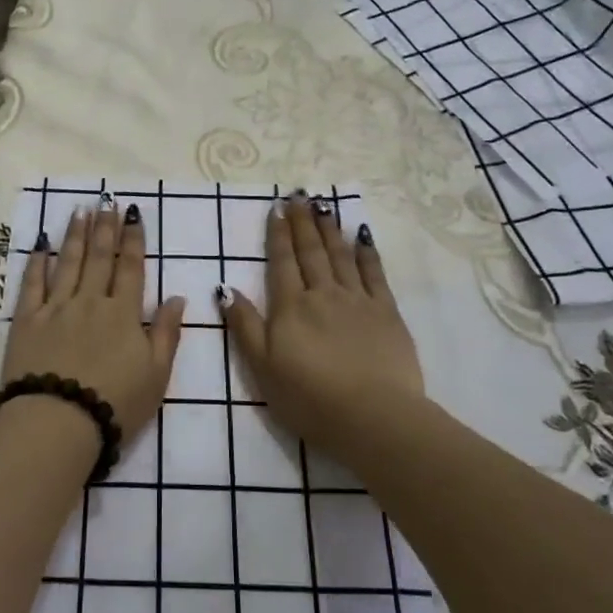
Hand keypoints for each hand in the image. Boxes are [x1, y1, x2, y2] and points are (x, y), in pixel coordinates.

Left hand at [2, 199, 185, 441]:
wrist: (58, 422)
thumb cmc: (116, 404)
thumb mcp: (157, 375)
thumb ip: (167, 333)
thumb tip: (177, 297)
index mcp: (124, 313)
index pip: (131, 268)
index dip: (133, 240)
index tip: (132, 214)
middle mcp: (90, 301)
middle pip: (98, 258)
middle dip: (104, 228)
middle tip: (105, 202)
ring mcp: (56, 308)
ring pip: (67, 263)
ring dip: (75, 235)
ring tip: (80, 211)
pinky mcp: (27, 321)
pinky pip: (33, 284)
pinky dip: (38, 262)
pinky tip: (42, 245)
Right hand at [220, 195, 423, 457]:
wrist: (373, 417)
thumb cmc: (309, 399)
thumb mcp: (263, 368)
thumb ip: (245, 326)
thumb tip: (225, 289)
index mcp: (291, 308)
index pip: (281, 262)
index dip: (278, 234)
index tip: (277, 208)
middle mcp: (323, 294)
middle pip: (310, 251)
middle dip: (303, 222)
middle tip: (299, 195)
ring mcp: (358, 301)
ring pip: (340, 256)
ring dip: (330, 229)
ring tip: (324, 206)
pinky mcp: (387, 313)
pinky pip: (374, 274)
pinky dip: (366, 252)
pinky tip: (362, 237)